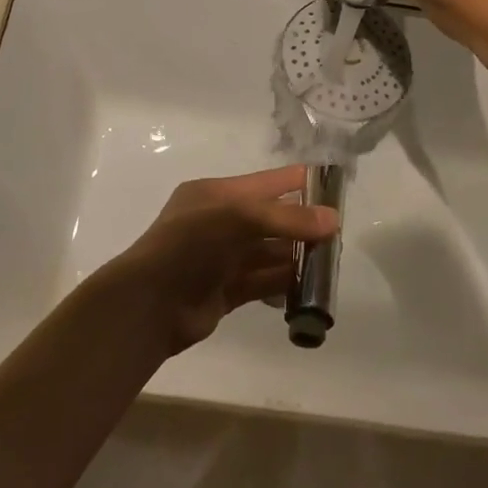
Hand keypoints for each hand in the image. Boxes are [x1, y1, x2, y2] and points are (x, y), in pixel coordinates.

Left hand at [110, 166, 337, 355]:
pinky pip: (263, 281)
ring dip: (297, 257)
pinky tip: (309, 287)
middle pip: (272, 219)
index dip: (301, 183)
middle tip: (339, 234)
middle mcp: (221, 222)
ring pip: (270, 252)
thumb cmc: (190, 245)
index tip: (337, 189)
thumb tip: (333, 220)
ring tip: (331, 262)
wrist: (148, 305)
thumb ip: (287, 218)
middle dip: (303, 225)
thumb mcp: (238, 218)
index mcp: (218, 194)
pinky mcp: (226, 291)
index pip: (268, 182)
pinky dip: (285, 283)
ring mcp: (223, 258)